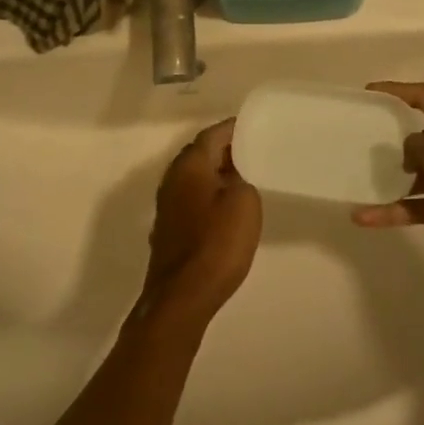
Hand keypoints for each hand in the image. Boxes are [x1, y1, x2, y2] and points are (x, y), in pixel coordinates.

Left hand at [140, 118, 262, 326]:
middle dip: (226, 150)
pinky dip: (209, 195)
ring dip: (217, 173)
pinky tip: (226, 207)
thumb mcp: (244, 203)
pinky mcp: (169, 228)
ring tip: (246, 177)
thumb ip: (242, 178)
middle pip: (200, 153)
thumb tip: (233, 174)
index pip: (212, 134)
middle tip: (255, 150)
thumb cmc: (217, 243)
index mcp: (190, 165)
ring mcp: (167, 205)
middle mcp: (172, 178)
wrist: (182, 296)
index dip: (234, 129)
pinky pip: (192, 198)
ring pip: (195, 177)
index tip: (256, 128)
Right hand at [352, 82, 423, 277]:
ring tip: (358, 180)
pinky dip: (396, 210)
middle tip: (358, 139)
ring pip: (416, 173)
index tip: (366, 93)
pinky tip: (365, 217)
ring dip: (390, 179)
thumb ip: (417, 146)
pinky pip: (418, 204)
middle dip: (389, 137)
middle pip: (418, 134)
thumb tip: (409, 152)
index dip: (394, 90)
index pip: (423, 96)